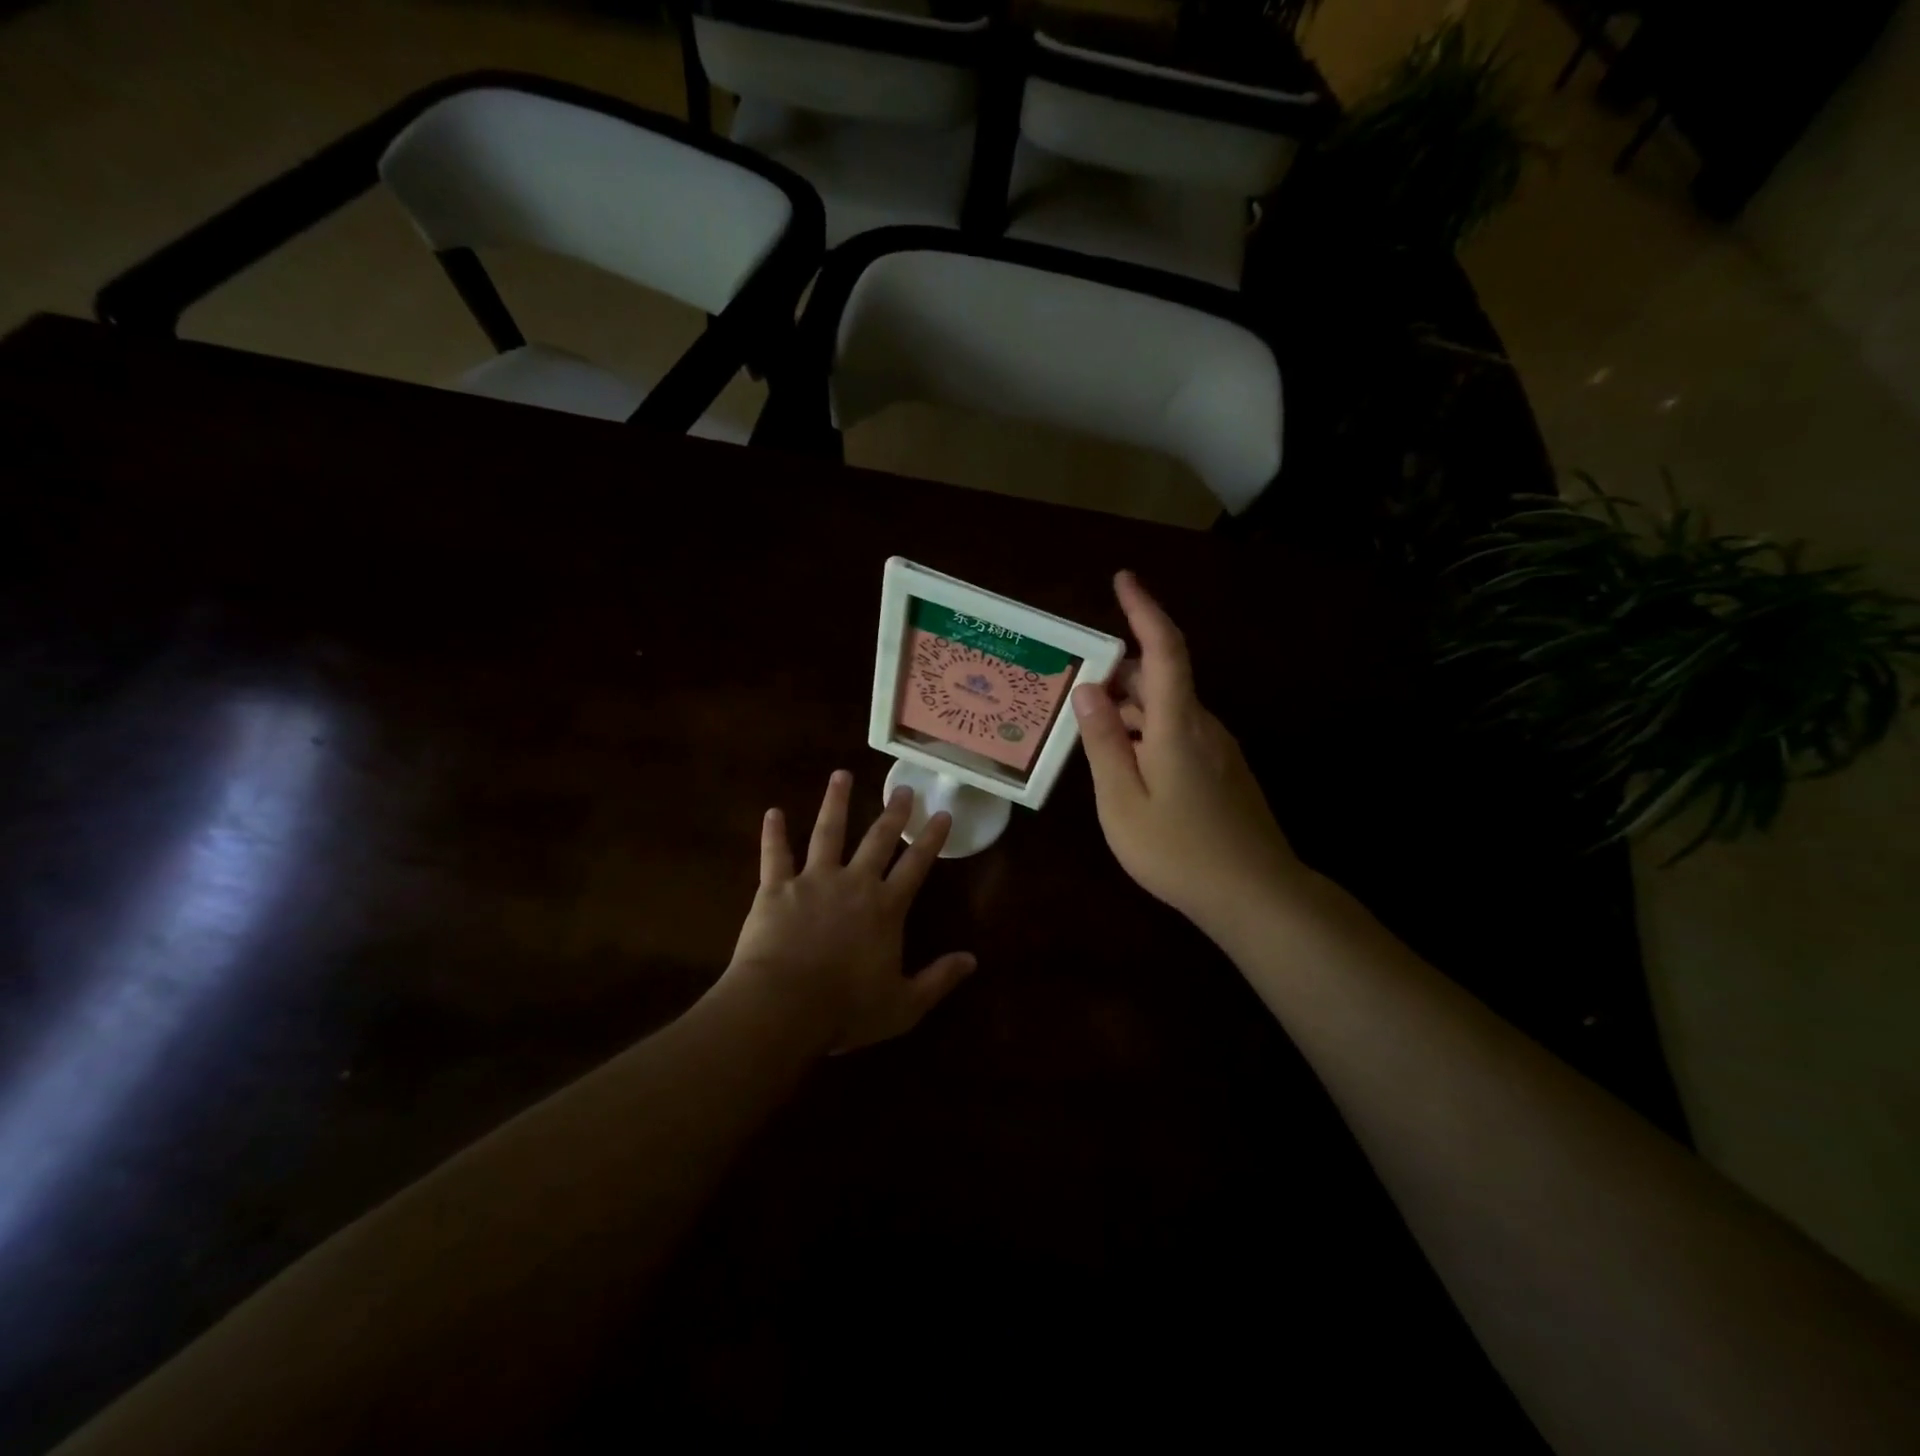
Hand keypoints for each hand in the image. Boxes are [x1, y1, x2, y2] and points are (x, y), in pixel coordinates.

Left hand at [720, 771, 975, 1053]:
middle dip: (892, 813)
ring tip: (841, 775)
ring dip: (835, 802)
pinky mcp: (776, 888)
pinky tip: (773, 811)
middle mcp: (854, 883)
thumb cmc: (845, 1009)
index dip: (931, 839)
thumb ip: (938, 979)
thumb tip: (972, 960)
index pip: (916, 866)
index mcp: (885, 908)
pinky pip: (774, 855)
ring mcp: (813, 881)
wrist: (783, 1006)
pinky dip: (772, 833)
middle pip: (877, 840)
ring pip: (827, 832)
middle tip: (903, 788)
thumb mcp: (903, 1005)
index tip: (941, 814)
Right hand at [1073, 571, 1307, 939]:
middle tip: (1074, 684)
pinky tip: (1124, 763)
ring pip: (1168, 709)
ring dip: (1130, 708)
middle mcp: (1203, 725)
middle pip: (1160, 678)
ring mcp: (1217, 749)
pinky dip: (1146, 732)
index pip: (1163, 649)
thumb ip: (1104, 743)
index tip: (1123, 579)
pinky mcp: (1222, 771)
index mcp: (1178, 724)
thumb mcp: (1123, 801)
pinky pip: (1178, 733)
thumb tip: (1087, 690)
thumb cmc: (1179, 851)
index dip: (1144, 609)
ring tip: (1089, 729)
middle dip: (1118, 672)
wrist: (1255, 896)